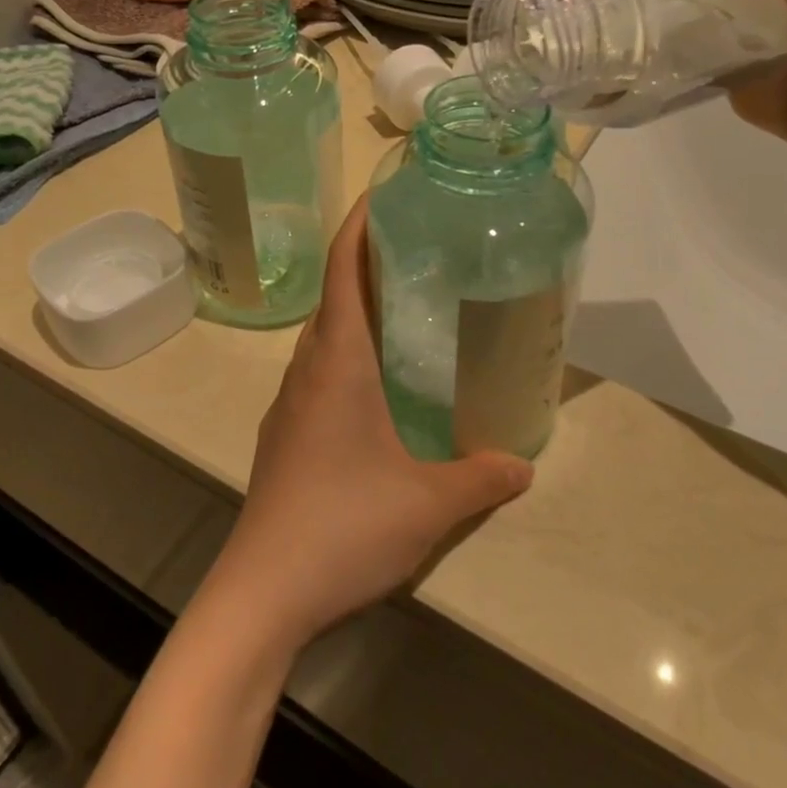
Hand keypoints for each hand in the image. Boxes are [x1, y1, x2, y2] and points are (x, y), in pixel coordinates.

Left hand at [202, 199, 534, 653]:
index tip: (383, 196)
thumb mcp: (427, 503)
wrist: (262, 591)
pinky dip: (346, 355)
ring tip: (403, 310)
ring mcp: (290, 405)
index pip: (342, 272)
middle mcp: (307, 371)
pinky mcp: (286, 436)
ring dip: (354, 312)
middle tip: (415, 253)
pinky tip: (377, 387)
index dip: (358, 227)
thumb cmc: (343, 526)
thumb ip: (480, 477)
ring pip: (323, 338)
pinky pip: (318, 373)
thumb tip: (524, 462)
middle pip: (333, 298)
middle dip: (365, 265)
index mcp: (337, 363)